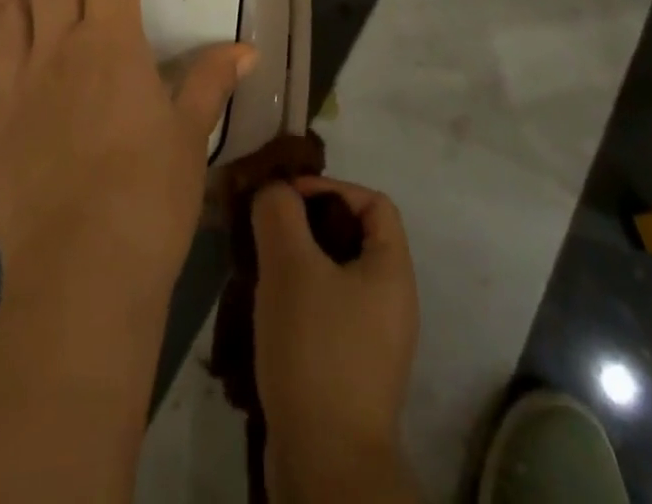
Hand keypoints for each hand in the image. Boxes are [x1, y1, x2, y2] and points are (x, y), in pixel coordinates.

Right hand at [253, 178, 418, 498]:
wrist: (325, 463)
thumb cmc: (316, 349)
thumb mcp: (290, 265)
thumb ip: (279, 212)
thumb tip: (274, 190)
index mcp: (392, 270)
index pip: (373, 202)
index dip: (332, 188)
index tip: (288, 197)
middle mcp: (391, 302)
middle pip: (352, 237)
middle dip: (307, 224)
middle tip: (267, 228)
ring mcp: (372, 341)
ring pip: (333, 276)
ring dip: (296, 263)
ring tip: (259, 266)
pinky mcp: (349, 371)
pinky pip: (325, 313)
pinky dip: (297, 300)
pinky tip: (264, 309)